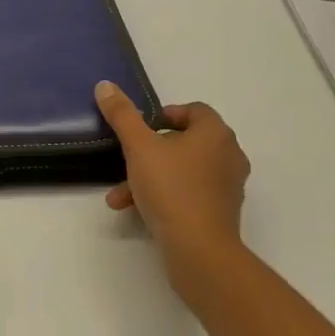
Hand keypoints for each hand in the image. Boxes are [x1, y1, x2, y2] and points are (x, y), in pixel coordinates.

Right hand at [97, 82, 251, 309]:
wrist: (199, 250)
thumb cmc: (171, 189)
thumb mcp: (138, 147)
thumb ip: (122, 115)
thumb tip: (105, 85)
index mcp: (215, 133)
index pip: (193, 110)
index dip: (165, 115)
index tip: (141, 129)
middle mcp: (228, 154)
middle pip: (184, 142)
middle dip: (148, 153)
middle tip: (126, 162)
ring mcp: (228, 185)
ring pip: (182, 171)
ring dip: (149, 178)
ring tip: (120, 195)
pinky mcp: (221, 211)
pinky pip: (189, 194)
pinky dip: (164, 197)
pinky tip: (136, 211)